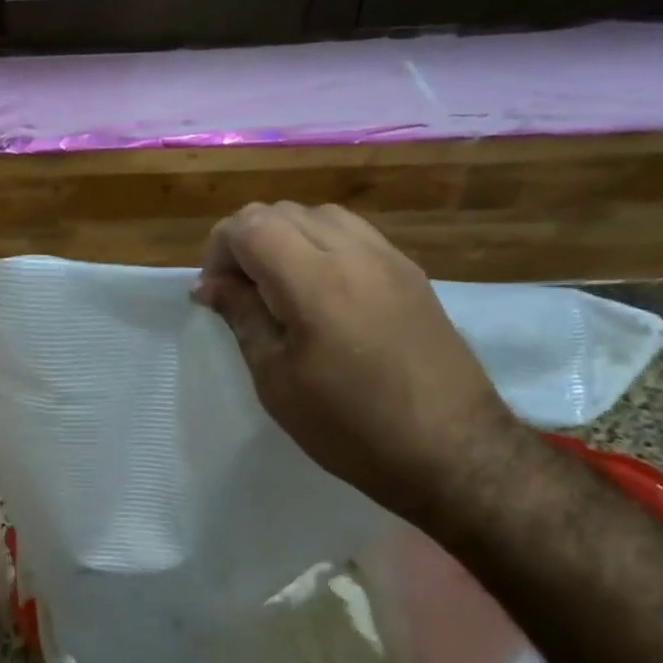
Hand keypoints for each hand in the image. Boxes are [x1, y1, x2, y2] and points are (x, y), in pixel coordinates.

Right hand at [193, 202, 519, 524]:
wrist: (452, 450)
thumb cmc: (349, 427)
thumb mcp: (277, 381)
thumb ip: (242, 318)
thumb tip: (211, 285)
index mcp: (314, 281)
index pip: (249, 226)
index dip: (218, 250)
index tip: (213, 293)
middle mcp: (353, 253)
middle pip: (281, 212)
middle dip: (246, 241)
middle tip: (238, 292)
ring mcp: (388, 258)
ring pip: (319, 215)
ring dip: (284, 238)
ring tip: (277, 288)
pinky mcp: (410, 272)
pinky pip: (353, 234)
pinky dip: (320, 244)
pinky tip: (319, 290)